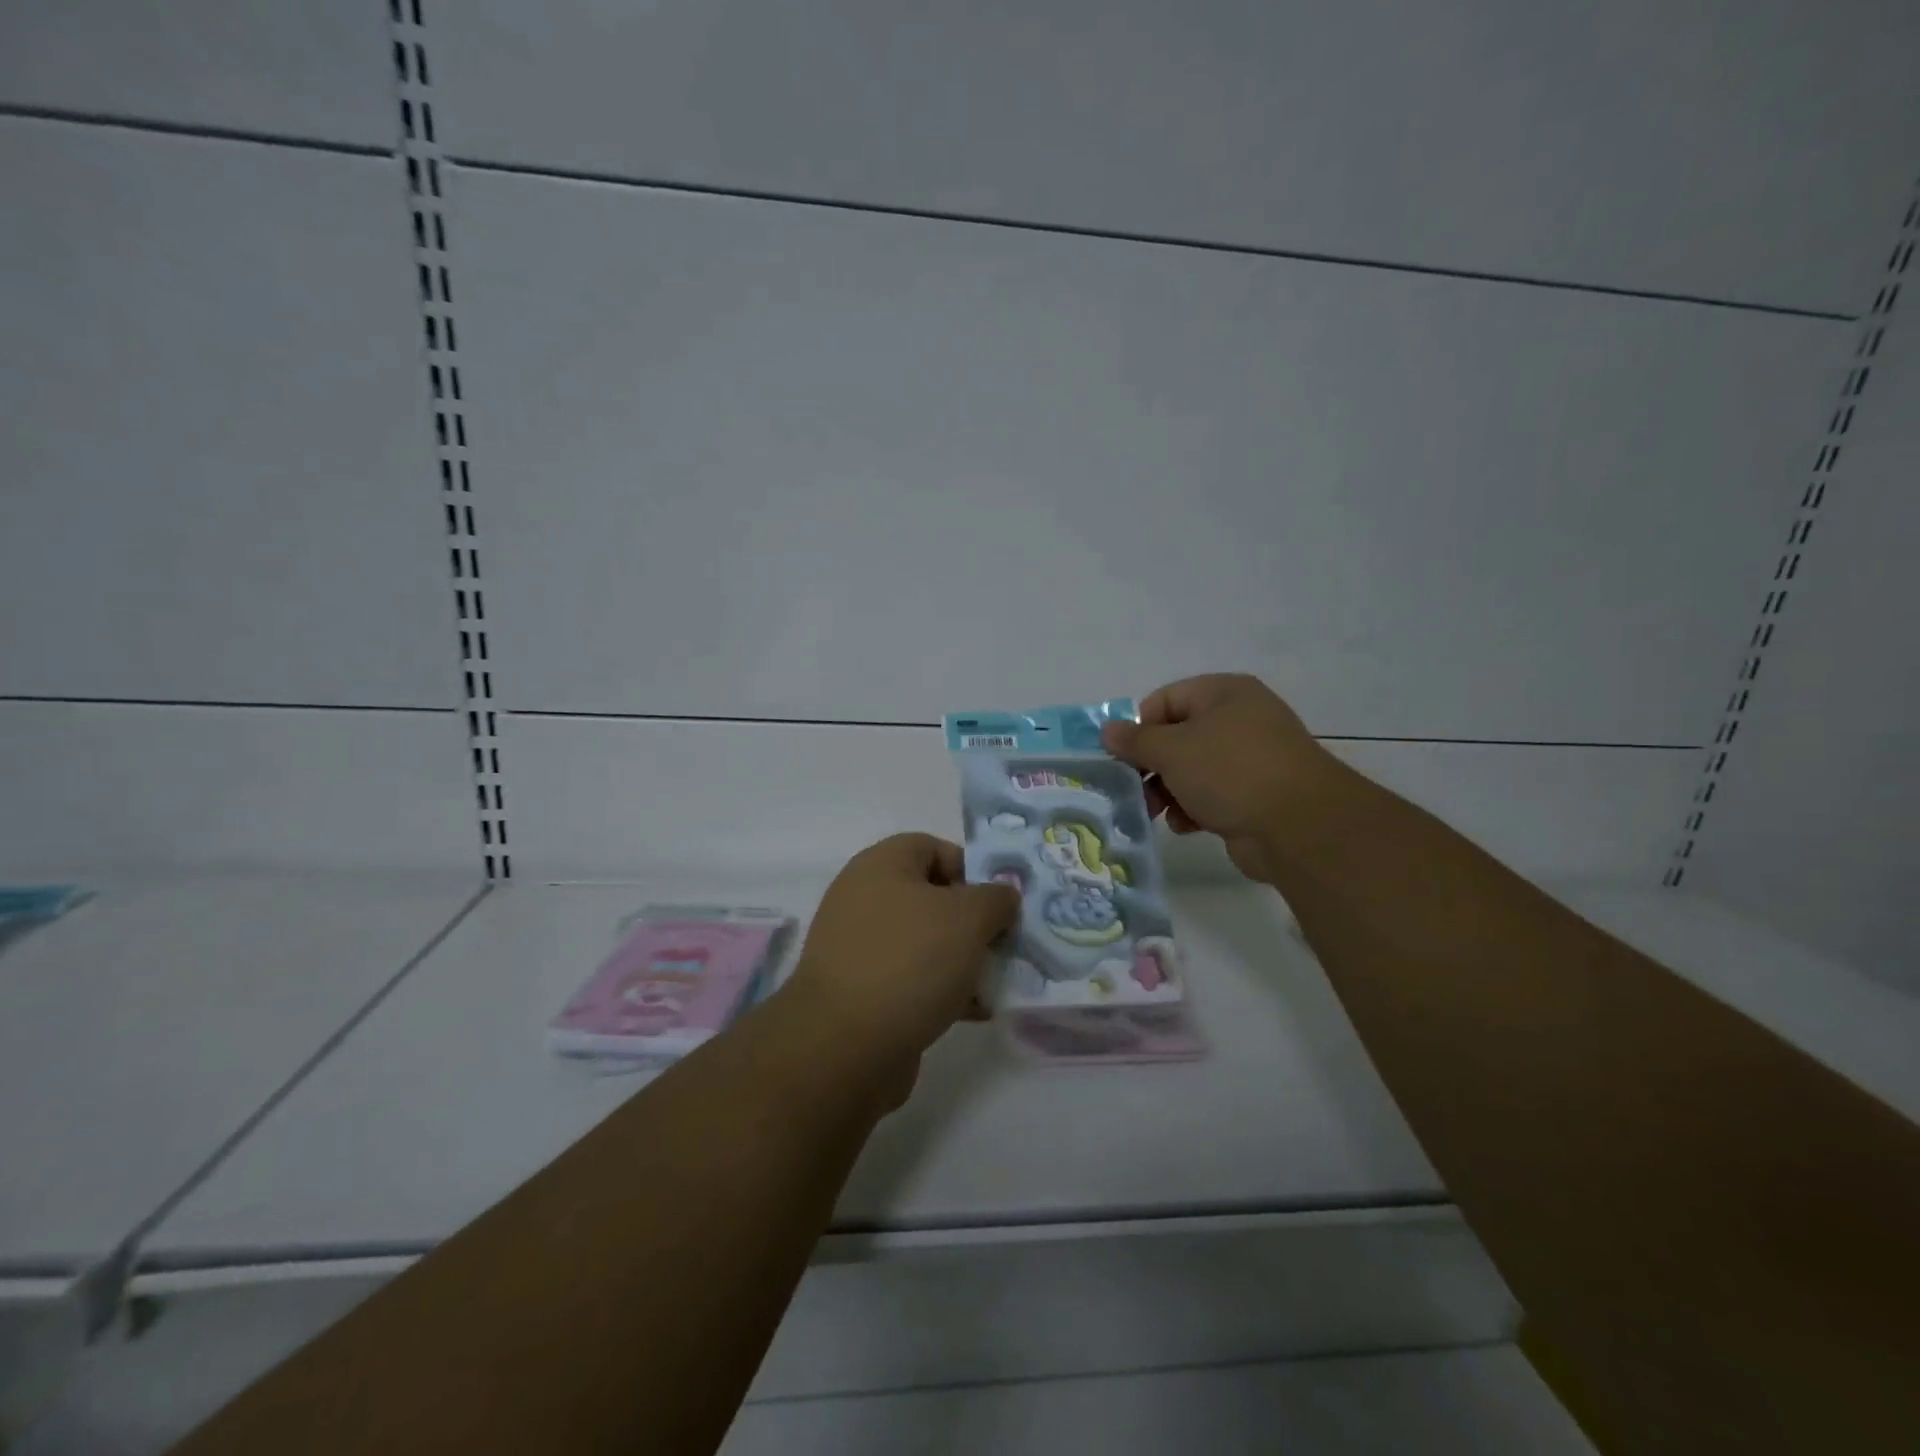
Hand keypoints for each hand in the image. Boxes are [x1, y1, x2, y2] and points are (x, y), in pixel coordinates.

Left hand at [782, 833, 1019, 1089]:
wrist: (845, 1045)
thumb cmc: (910, 960)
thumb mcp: (968, 918)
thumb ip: (995, 898)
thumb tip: (1002, 895)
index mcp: (881, 866)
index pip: (933, 848)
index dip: (971, 868)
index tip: (1000, 901)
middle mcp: (864, 899)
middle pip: (932, 898)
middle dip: (974, 920)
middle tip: (1005, 943)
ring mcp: (860, 948)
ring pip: (926, 942)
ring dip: (963, 959)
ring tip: (997, 982)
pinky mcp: (862, 992)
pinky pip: (912, 980)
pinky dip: (943, 990)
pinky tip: (974, 1012)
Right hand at [1101, 674, 1335, 882]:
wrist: (1300, 825)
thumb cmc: (1230, 771)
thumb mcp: (1172, 750)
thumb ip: (1135, 740)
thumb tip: (1107, 730)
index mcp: (1223, 693)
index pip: (1164, 700)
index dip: (1139, 728)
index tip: (1123, 759)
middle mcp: (1239, 718)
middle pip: (1177, 737)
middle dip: (1151, 766)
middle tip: (1134, 790)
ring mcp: (1251, 757)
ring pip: (1192, 769)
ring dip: (1168, 791)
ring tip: (1158, 813)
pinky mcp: (1256, 793)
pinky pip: (1212, 794)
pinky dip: (1194, 808)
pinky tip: (1187, 826)